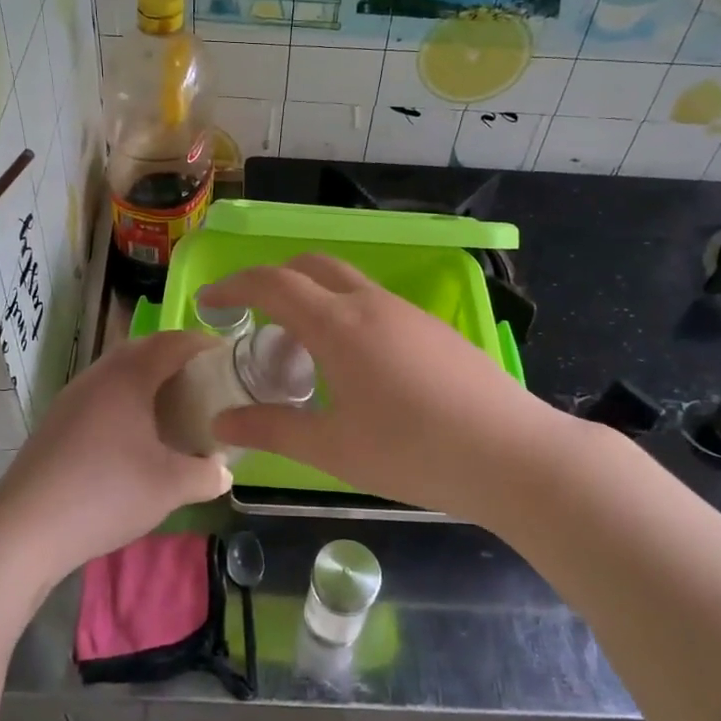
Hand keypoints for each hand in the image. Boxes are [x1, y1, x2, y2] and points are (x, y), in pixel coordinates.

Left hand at [0, 331, 231, 584]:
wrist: (25, 529)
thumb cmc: (105, 495)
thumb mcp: (170, 487)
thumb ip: (207, 474)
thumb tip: (224, 471)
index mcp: (128, 376)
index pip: (174, 342)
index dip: (205, 344)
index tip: (230, 358)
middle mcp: (98, 375)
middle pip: (144, 349)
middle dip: (177, 359)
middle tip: (205, 383)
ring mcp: (72, 397)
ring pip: (118, 372)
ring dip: (148, 380)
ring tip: (174, 408)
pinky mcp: (57, 421)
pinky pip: (101, 394)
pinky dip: (126, 401)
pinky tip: (134, 436)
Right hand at [203, 256, 585, 526]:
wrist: (512, 455)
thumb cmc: (412, 451)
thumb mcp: (332, 448)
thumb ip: (270, 430)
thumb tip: (220, 424)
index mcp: (338, 324)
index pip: (272, 283)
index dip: (233, 286)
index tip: (208, 303)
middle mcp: (370, 303)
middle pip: (311, 266)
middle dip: (273, 281)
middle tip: (253, 320)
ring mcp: (407, 312)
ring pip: (346, 283)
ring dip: (312, 299)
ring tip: (301, 352)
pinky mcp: (433, 328)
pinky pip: (374, 304)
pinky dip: (344, 314)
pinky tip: (355, 367)